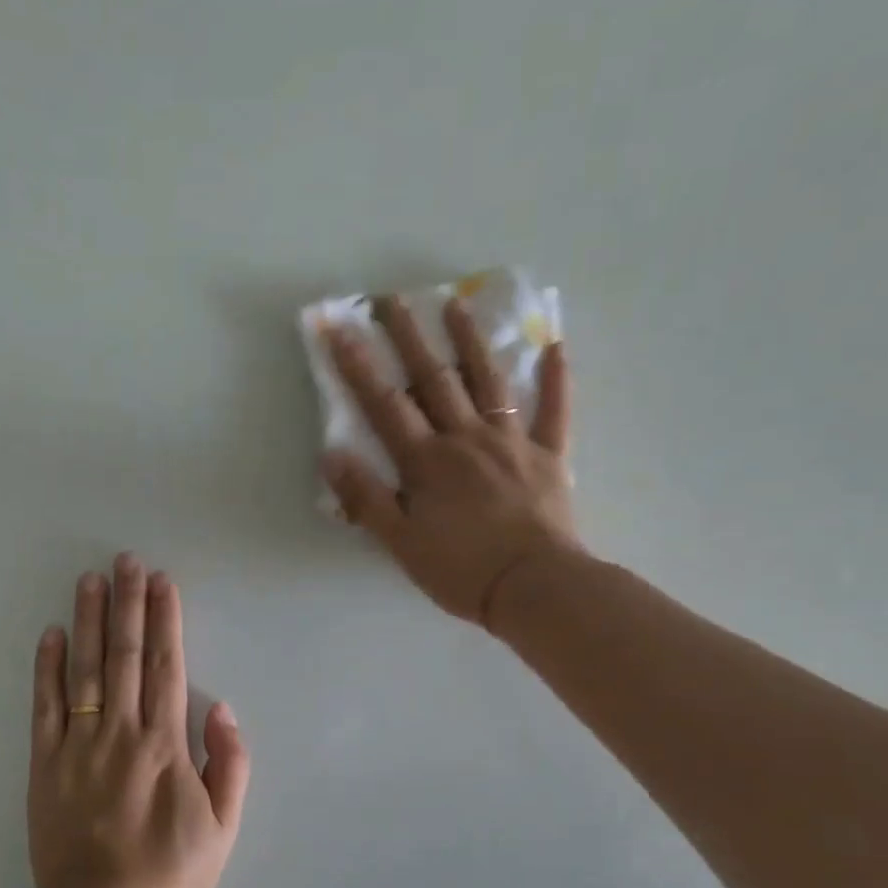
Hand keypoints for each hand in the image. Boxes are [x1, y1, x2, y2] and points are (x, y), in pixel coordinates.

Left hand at [28, 555, 250, 887]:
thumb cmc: (172, 873)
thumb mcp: (224, 826)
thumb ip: (229, 763)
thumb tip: (221, 707)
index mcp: (164, 745)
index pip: (165, 666)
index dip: (164, 620)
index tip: (162, 582)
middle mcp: (120, 734)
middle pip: (124, 656)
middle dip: (128, 603)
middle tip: (126, 561)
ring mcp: (77, 747)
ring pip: (83, 671)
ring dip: (88, 621)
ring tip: (91, 580)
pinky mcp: (44, 766)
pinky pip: (44, 708)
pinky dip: (46, 668)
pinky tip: (51, 633)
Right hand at [321, 295, 585, 626]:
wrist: (533, 587)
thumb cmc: (460, 569)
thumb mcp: (400, 543)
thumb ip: (366, 498)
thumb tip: (332, 454)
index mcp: (426, 462)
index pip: (385, 405)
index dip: (359, 366)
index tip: (339, 328)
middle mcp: (465, 439)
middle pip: (433, 379)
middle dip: (408, 338)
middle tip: (392, 299)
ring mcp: (511, 442)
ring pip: (488, 381)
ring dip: (470, 341)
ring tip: (457, 304)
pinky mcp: (548, 456)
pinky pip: (555, 410)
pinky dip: (556, 378)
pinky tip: (555, 346)